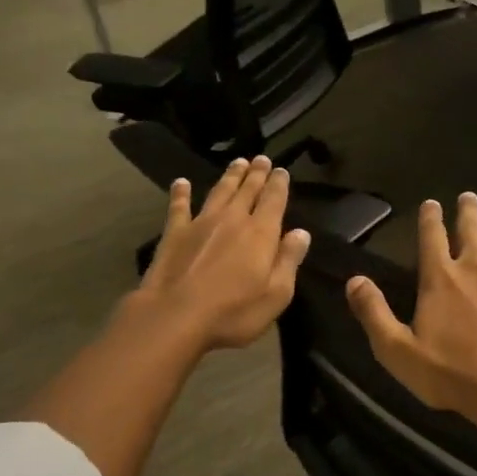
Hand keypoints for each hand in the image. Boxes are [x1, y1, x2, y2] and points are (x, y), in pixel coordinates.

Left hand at [128, 155, 310, 351]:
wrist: (175, 317)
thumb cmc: (233, 312)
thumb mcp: (277, 294)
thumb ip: (289, 260)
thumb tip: (301, 233)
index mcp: (261, 233)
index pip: (274, 200)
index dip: (279, 184)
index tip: (282, 170)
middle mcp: (232, 219)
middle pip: (247, 190)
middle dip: (256, 173)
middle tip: (261, 159)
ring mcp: (200, 223)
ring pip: (219, 191)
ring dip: (230, 176)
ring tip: (237, 162)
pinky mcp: (174, 234)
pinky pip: (178, 207)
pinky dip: (180, 193)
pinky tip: (180, 182)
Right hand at [346, 192, 476, 423]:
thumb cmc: (451, 371)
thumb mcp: (397, 350)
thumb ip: (374, 313)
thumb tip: (354, 280)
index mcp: (440, 277)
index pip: (431, 237)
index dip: (430, 218)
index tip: (432, 202)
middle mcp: (476, 266)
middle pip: (471, 229)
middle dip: (468, 210)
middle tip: (469, 196)